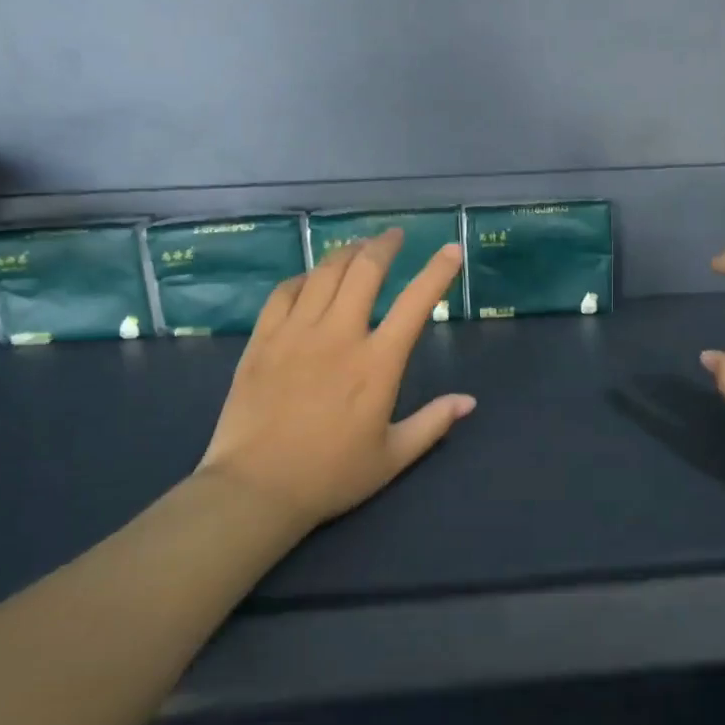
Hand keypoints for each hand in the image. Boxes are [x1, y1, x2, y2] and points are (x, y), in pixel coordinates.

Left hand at [199, 230, 474, 536]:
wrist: (255, 488)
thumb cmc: (331, 476)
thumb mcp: (393, 456)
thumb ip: (433, 423)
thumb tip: (469, 401)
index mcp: (377, 364)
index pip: (415, 303)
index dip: (437, 272)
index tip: (450, 250)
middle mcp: (339, 336)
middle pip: (365, 271)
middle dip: (384, 245)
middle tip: (394, 236)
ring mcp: (296, 333)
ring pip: (324, 273)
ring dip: (346, 253)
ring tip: (358, 248)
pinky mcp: (262, 340)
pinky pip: (284, 292)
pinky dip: (304, 277)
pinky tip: (311, 279)